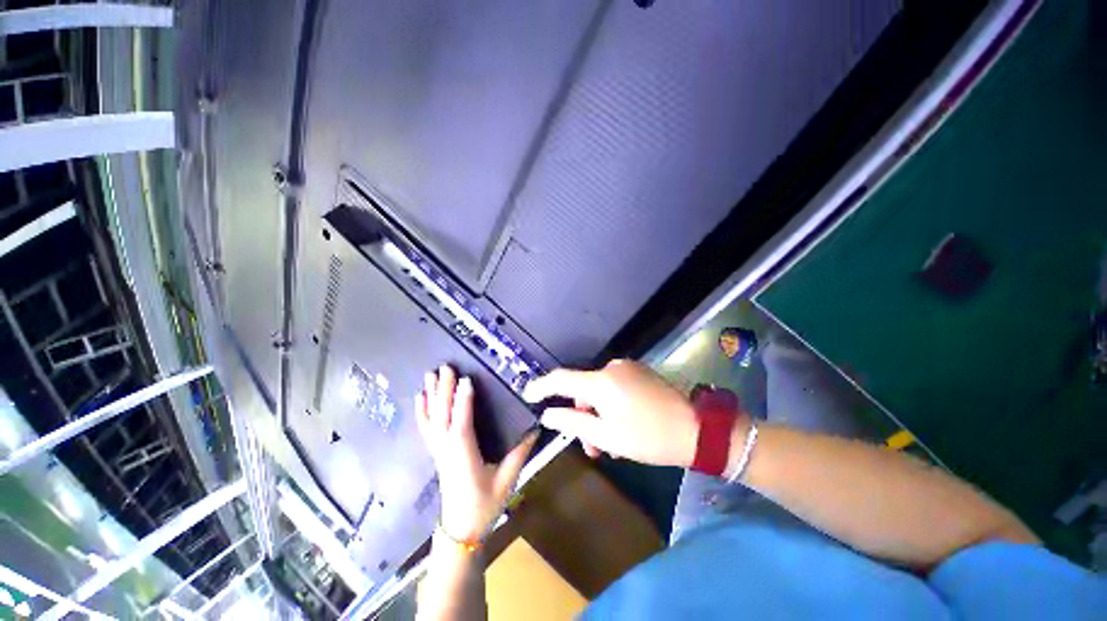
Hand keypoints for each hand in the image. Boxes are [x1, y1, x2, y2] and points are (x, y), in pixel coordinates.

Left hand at [415, 365, 536, 542]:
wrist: (460, 531)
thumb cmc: (485, 505)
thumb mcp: (507, 480)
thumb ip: (520, 453)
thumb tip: (535, 428)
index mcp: (465, 457)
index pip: (462, 425)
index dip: (463, 403)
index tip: (466, 380)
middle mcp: (448, 450)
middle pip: (443, 417)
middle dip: (444, 391)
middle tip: (446, 367)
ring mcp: (439, 451)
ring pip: (432, 419)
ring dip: (431, 396)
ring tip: (430, 375)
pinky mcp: (437, 452)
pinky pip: (426, 428)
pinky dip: (423, 411)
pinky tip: (421, 398)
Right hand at [523, 360, 697, 467]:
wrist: (696, 429)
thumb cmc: (648, 437)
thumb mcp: (606, 435)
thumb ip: (572, 422)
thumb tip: (547, 414)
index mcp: (600, 382)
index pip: (561, 379)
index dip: (542, 387)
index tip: (527, 394)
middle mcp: (611, 367)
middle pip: (583, 390)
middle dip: (583, 417)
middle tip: (591, 447)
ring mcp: (627, 367)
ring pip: (599, 391)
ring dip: (599, 414)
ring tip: (611, 443)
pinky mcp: (639, 371)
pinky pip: (614, 386)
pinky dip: (611, 404)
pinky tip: (623, 424)